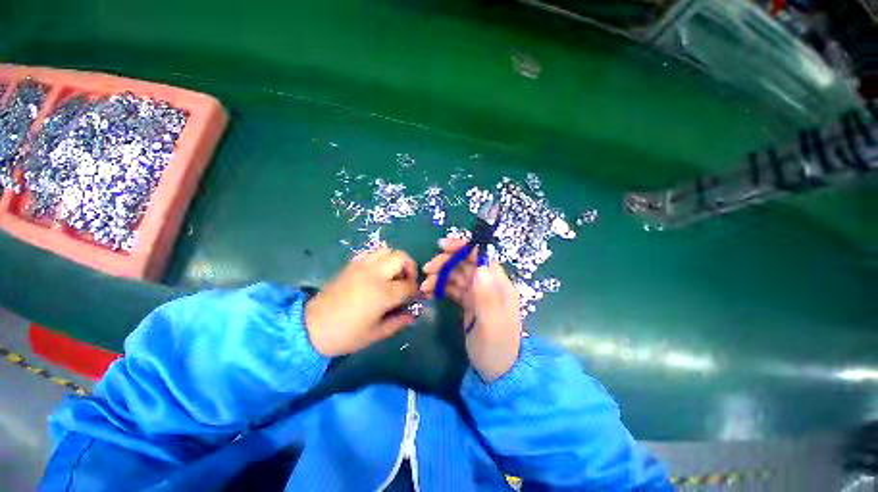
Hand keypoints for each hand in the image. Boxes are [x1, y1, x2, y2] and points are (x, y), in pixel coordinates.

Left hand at [305, 248, 417, 356]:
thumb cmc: (345, 335)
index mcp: (383, 293)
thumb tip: (413, 314)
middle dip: (410, 269)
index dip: (414, 291)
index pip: (409, 285)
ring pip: (387, 250)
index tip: (412, 298)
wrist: (310, 328)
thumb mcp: (375, 334)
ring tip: (392, 275)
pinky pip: (371, 253)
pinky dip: (379, 259)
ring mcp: (362, 266)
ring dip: (395, 261)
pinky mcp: (351, 265)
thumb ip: (398, 322)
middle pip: (401, 258)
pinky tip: (376, 273)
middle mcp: (375, 274)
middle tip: (406, 282)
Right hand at [421, 238, 521, 382]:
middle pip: (466, 264)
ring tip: (424, 286)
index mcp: (499, 285)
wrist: (497, 373)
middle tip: (426, 270)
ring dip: (440, 276)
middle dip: (446, 263)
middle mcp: (488, 285)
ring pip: (457, 275)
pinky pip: (453, 289)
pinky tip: (429, 292)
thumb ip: (487, 297)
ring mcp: (478, 294)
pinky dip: (440, 287)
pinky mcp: (469, 303)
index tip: (441, 246)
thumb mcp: (492, 325)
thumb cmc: (497, 348)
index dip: (463, 248)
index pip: (481, 257)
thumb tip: (479, 267)